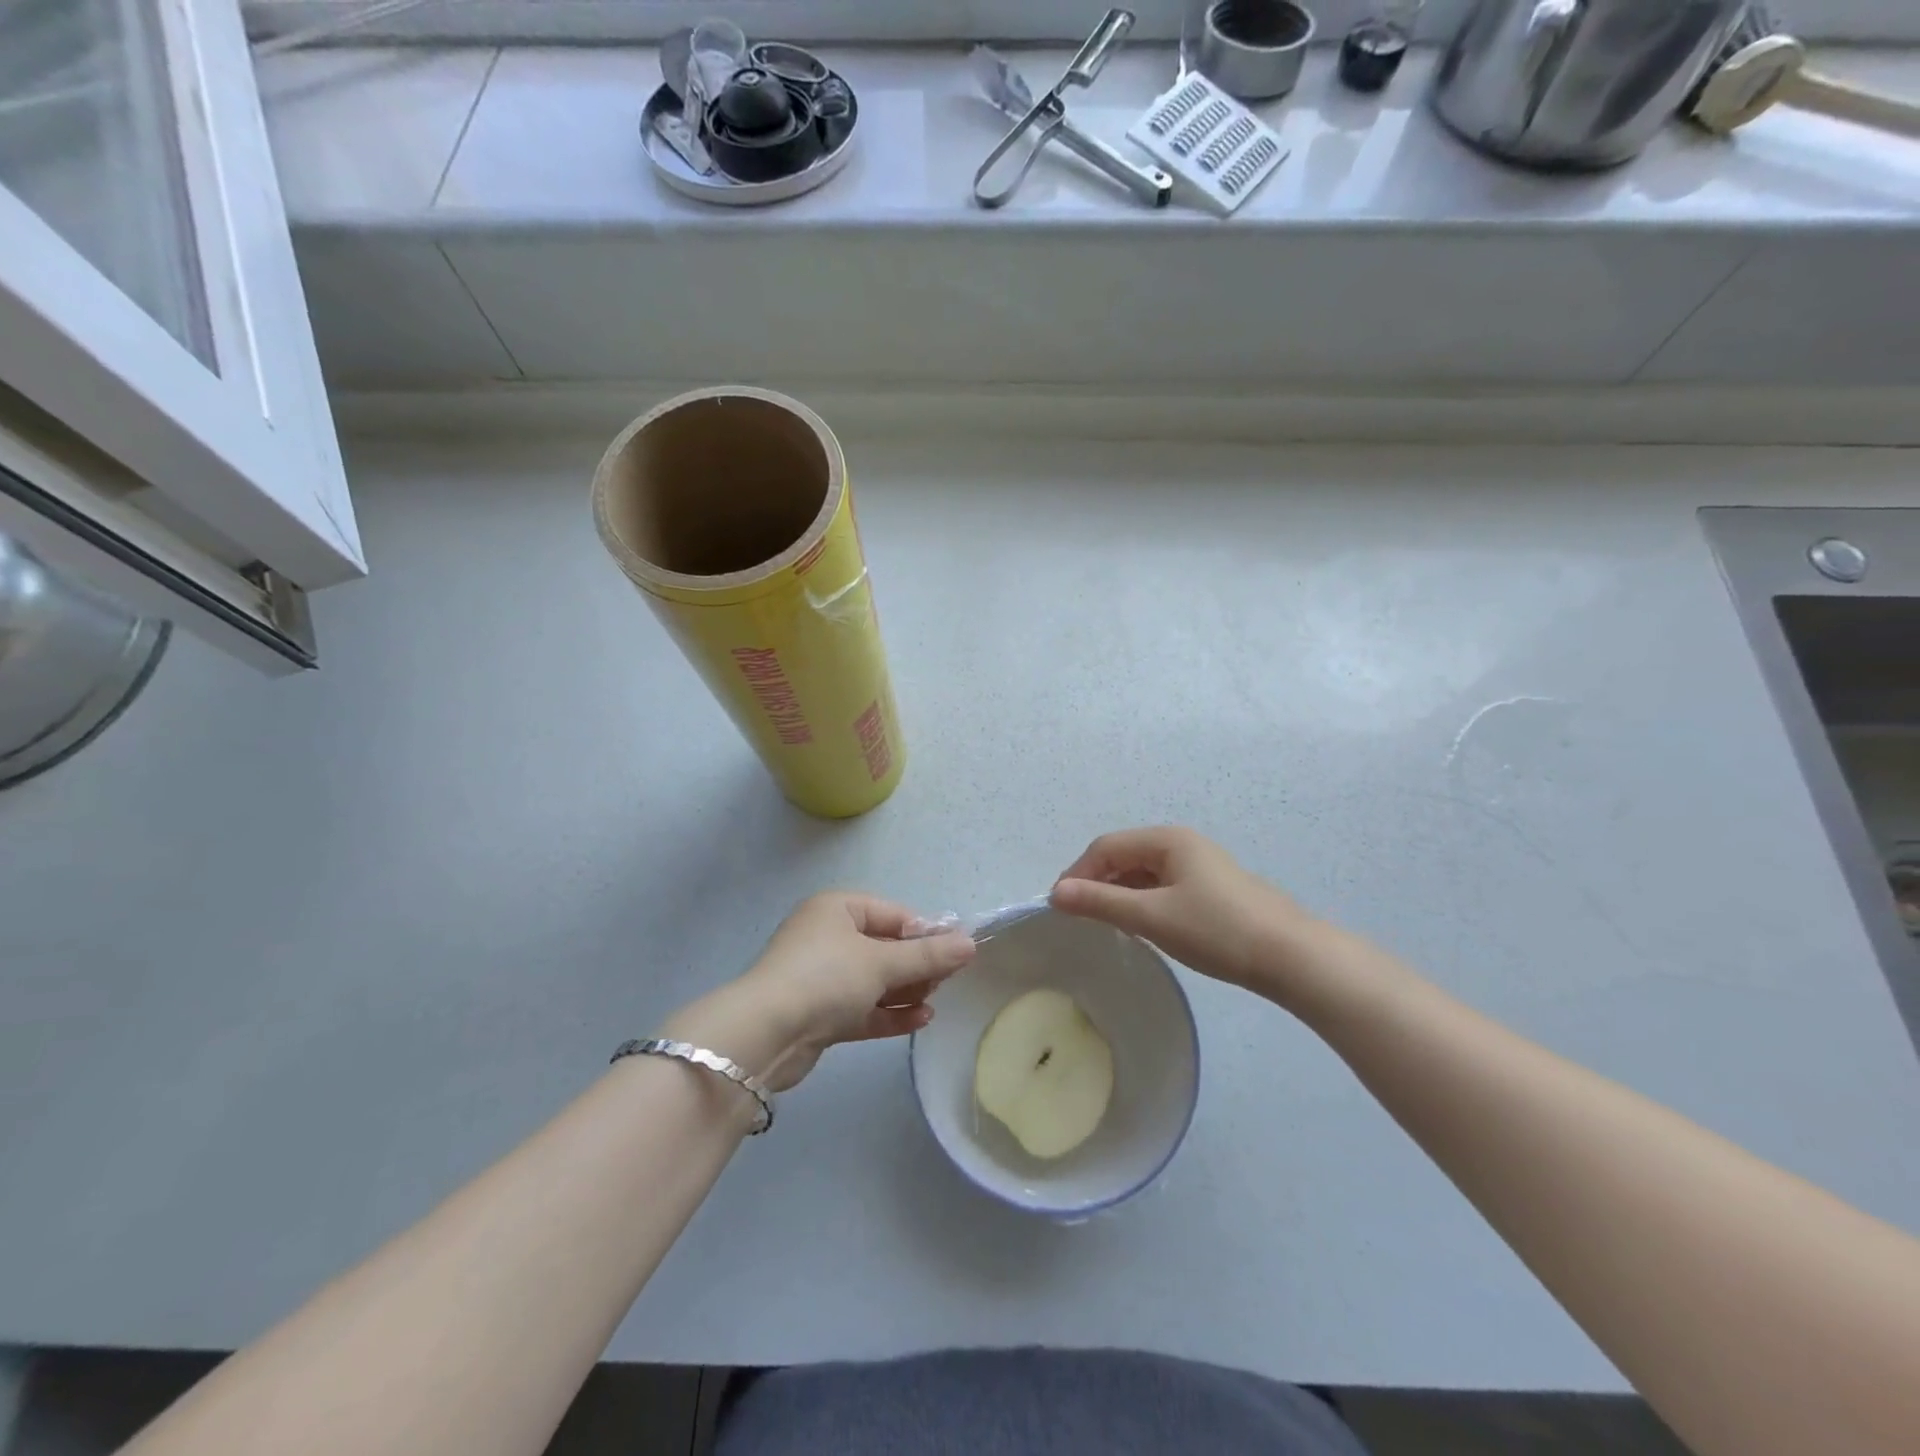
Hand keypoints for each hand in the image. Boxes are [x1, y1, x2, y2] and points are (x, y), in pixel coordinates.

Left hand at [665, 894, 975, 1093]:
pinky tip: (920, 1020)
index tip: (955, 954)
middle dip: (916, 965)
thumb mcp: (882, 962)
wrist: (765, 1035)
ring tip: (933, 1002)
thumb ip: (928, 956)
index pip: (893, 914)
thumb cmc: (826, 978)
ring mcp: (821, 977)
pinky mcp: (819, 1014)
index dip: (925, 933)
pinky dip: (889, 1012)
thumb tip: (970, 944)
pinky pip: (862, 1007)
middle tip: (945, 981)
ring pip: (874, 980)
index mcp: (836, 908)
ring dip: (905, 990)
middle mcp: (827, 937)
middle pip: (885, 947)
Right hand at [1050, 827, 1318, 996]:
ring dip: (1118, 893)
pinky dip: (1142, 901)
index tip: (1059, 906)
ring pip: (1143, 873)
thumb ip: (1101, 902)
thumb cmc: (1216, 930)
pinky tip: (1140, 925)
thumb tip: (1055, 893)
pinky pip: (1162, 886)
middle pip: (1124, 855)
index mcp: (1167, 839)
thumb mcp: (1152, 916)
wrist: (1291, 957)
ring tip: (1105, 923)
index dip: (1078, 873)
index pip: (1106, 846)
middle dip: (1097, 882)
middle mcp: (1181, 844)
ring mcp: (1199, 866)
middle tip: (1079, 916)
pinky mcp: (1211, 889)